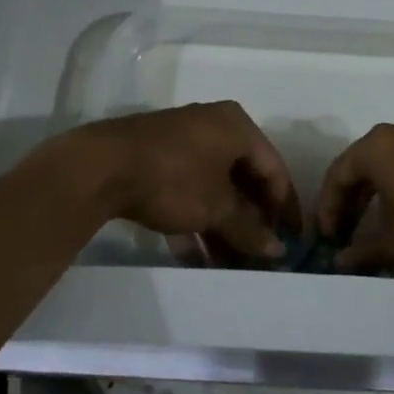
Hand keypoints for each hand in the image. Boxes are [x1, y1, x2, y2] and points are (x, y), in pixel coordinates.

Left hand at [68, 102, 299, 261]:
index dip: (284, 207)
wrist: (102, 167)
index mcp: (237, 127)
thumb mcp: (216, 208)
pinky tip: (197, 258)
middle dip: (251, 222)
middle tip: (260, 257)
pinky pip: (189, 191)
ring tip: (231, 266)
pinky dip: (196, 221)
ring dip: (224, 227)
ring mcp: (184, 142)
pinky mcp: (159, 160)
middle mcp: (214, 127)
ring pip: (215, 188)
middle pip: (244, 179)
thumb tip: (278, 251)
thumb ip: (249, 229)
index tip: (291, 241)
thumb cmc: (174, 178)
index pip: (273, 168)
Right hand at [316, 119, 393, 274]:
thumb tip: (339, 262)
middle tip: (343, 234)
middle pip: (362, 165)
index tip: (327, 238)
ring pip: (387, 164)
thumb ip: (364, 250)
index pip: (339, 174)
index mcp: (378, 146)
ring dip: (374, 195)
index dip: (328, 208)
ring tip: (370, 228)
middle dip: (350, 202)